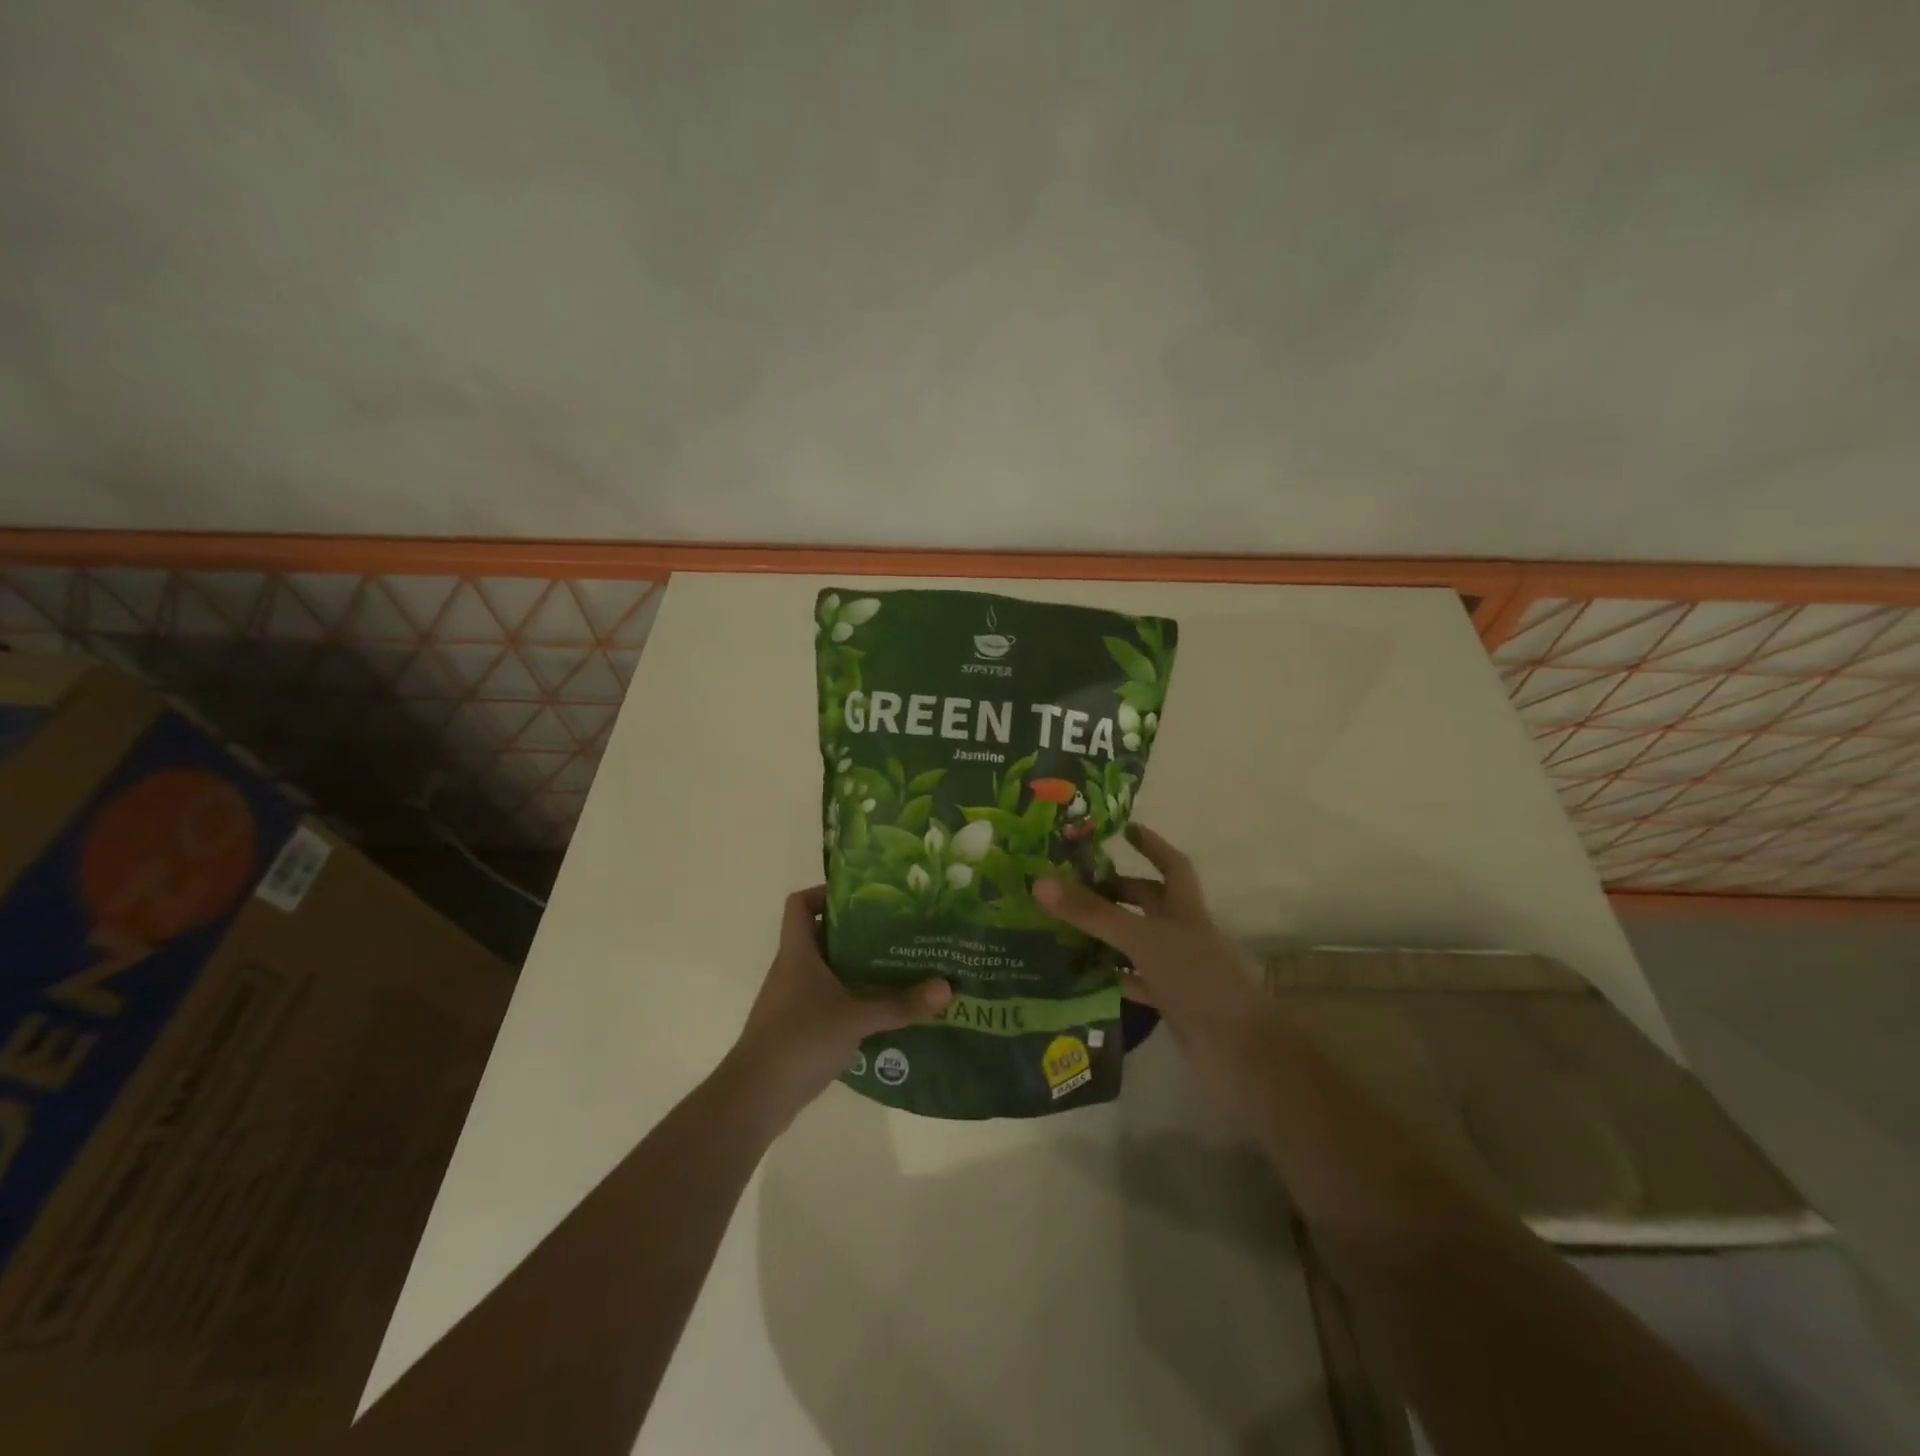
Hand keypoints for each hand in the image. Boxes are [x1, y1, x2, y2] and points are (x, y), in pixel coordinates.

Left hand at [728, 886, 951, 1125]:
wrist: (755, 1098)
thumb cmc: (800, 1040)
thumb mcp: (855, 1018)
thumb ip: (899, 1004)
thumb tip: (947, 987)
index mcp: (797, 953)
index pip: (799, 904)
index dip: (824, 892)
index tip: (862, 896)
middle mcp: (792, 969)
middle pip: (822, 936)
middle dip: (858, 932)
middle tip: (896, 931)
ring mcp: (793, 1000)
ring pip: (828, 970)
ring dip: (857, 968)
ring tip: (898, 967)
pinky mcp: (798, 1028)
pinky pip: (828, 1001)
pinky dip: (852, 1000)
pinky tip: (882, 1010)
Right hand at [1034, 824, 1272, 1101]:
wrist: (1238, 1051)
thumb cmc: (1196, 978)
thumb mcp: (1141, 938)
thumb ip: (1092, 913)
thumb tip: (1040, 881)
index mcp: (1185, 908)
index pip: (1171, 865)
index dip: (1150, 845)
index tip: (1123, 829)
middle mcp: (1182, 933)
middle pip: (1148, 902)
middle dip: (1115, 890)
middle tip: (1072, 883)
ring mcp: (1176, 969)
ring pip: (1137, 941)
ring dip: (1107, 933)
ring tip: (1062, 923)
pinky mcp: (1169, 1001)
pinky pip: (1132, 980)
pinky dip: (1109, 975)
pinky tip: (1079, 973)